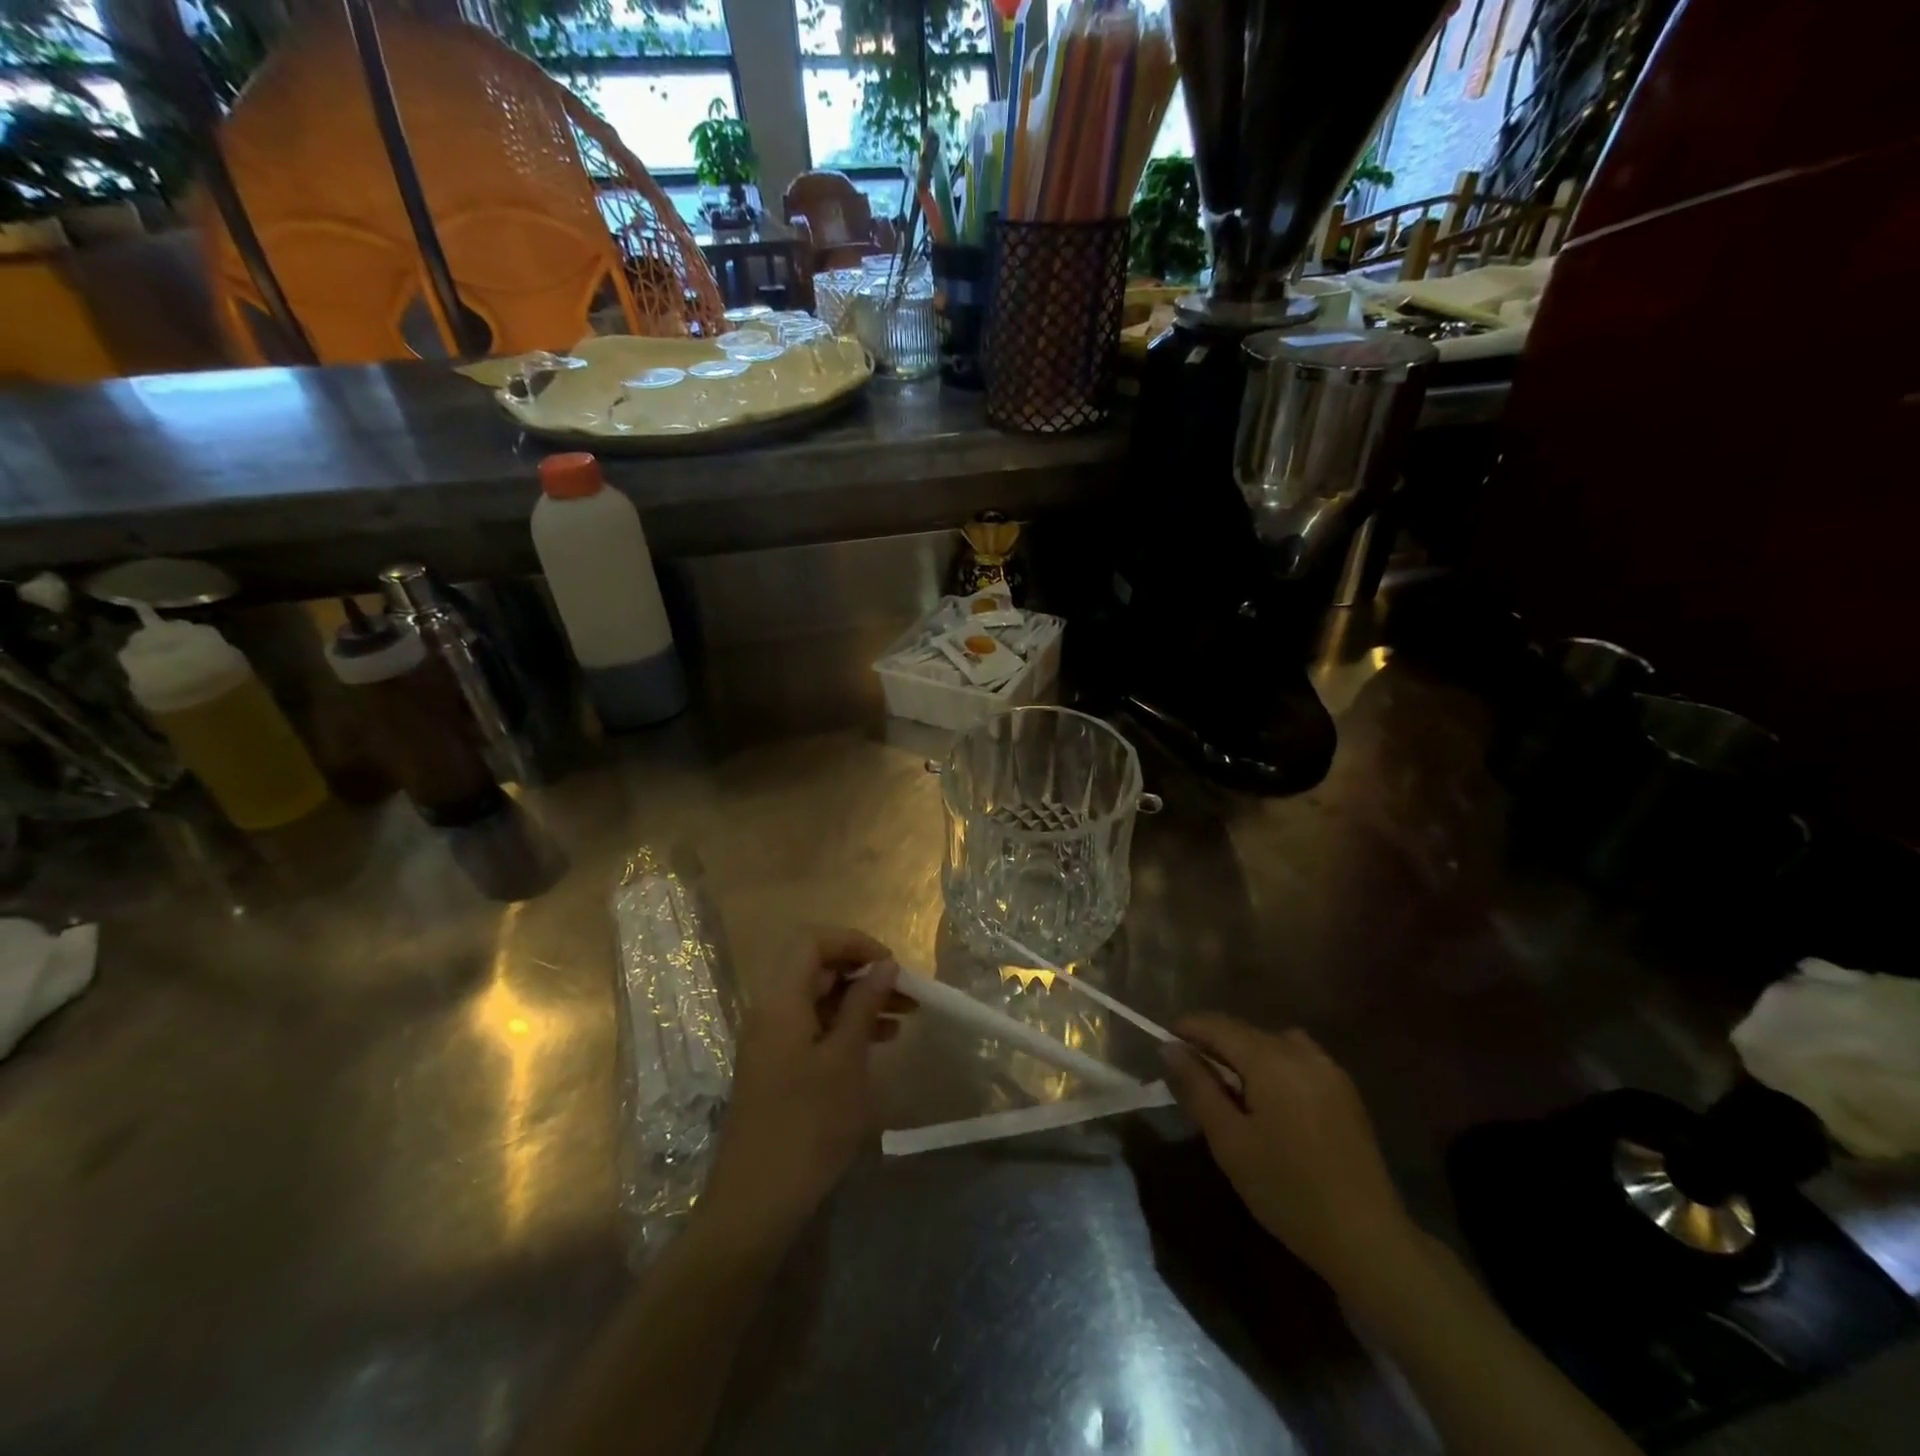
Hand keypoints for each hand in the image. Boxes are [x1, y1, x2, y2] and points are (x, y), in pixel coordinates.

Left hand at [701, 928, 905, 1247]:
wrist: (756, 1203)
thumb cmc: (807, 1125)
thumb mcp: (846, 1060)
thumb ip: (864, 1005)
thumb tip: (884, 964)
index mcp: (780, 1000)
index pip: (812, 941)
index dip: (853, 942)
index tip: (891, 964)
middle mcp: (770, 1011)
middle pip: (816, 968)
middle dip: (863, 972)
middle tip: (907, 992)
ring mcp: (771, 1041)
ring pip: (819, 999)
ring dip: (860, 1000)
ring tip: (905, 1016)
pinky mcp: (777, 1067)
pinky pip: (814, 1027)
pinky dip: (846, 1026)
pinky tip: (880, 1042)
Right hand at [1161, 1015, 1420, 1295]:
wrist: (1367, 1239)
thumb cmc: (1287, 1191)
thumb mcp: (1229, 1141)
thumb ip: (1197, 1087)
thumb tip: (1169, 1048)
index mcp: (1271, 1060)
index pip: (1219, 1025)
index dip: (1188, 1028)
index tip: (1165, 1043)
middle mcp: (1301, 1053)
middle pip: (1246, 1031)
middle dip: (1215, 1043)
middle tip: (1191, 1072)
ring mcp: (1329, 1070)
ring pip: (1273, 1042)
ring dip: (1246, 1052)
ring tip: (1232, 1085)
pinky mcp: (1345, 1090)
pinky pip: (1299, 1058)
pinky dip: (1275, 1064)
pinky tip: (1271, 1099)